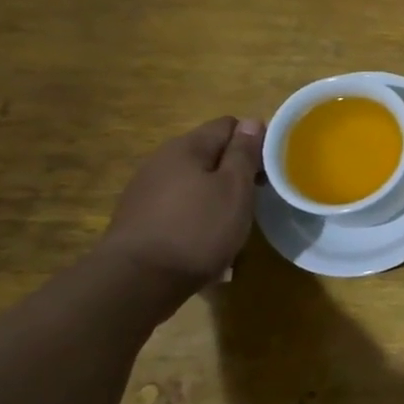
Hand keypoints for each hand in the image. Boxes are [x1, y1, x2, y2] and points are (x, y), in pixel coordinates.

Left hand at [100, 117, 264, 287]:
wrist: (136, 281)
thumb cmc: (197, 229)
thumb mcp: (234, 188)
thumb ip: (244, 153)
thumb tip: (252, 122)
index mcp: (187, 147)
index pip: (229, 125)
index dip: (253, 142)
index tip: (266, 171)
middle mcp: (162, 160)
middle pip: (209, 152)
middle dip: (234, 171)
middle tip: (252, 199)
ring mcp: (146, 188)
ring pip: (193, 180)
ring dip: (214, 194)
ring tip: (228, 222)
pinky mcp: (138, 217)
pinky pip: (177, 204)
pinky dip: (194, 214)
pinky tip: (201, 238)